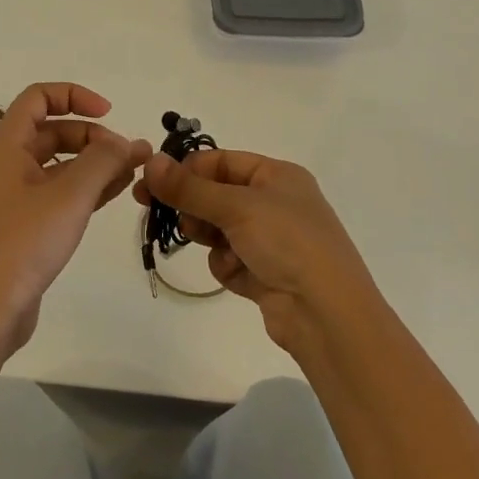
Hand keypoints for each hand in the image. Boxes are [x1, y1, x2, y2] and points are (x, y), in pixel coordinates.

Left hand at [0, 83, 151, 355]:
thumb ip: (102, 162)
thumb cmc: (22, 243)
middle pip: (51, 132)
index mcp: (6, 145)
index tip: (109, 113)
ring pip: (57, 165)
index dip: (74, 96)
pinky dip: (84, 189)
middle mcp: (6, 164)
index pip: (38, 98)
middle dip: (91, 137)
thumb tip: (128, 141)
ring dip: (93, 164)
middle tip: (127, 156)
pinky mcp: (22, 226)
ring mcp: (13, 196)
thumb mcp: (69, 196)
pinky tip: (114, 193)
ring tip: (131, 173)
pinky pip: (57, 193)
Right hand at [137, 149, 381, 360]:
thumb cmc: (288, 243)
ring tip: (214, 246)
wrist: (328, 317)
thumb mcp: (235, 207)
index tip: (153, 184)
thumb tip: (150, 161)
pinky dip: (227, 265)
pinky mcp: (266, 274)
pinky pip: (229, 259)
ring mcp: (273, 240)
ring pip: (219, 228)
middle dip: (194, 206)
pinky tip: (239, 275)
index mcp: (277, 176)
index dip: (187, 170)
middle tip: (164, 214)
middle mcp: (276, 203)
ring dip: (210, 237)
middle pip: (217, 195)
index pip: (220, 162)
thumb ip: (188, 187)